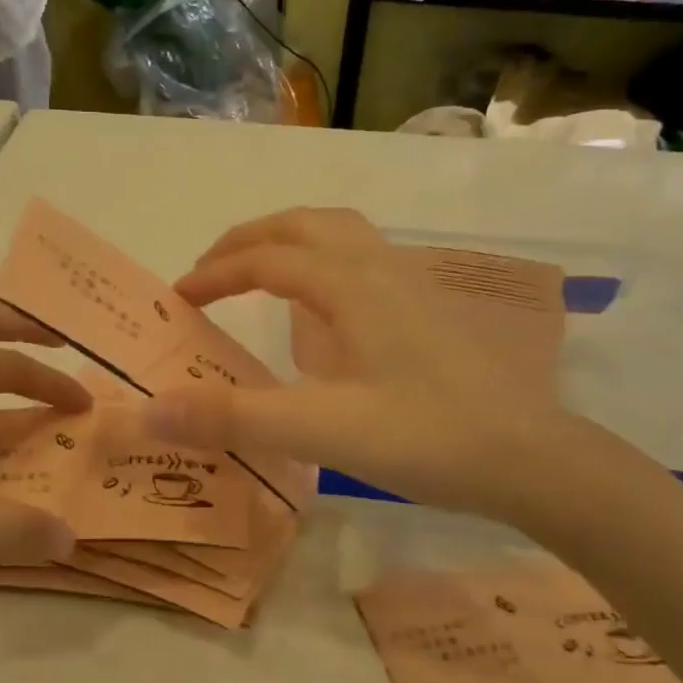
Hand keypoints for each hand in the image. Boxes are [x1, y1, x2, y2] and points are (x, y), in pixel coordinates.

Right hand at [144, 209, 575, 519]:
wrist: (531, 458)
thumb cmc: (426, 437)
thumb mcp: (320, 430)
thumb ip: (233, 417)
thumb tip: (151, 408)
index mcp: (351, 284)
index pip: (266, 258)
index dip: (216, 273)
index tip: (178, 299)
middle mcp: (381, 268)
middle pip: (305, 224)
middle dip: (249, 240)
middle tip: (211, 271)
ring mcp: (413, 285)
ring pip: (341, 235)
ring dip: (291, 242)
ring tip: (260, 274)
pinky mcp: (431, 310)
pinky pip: (365, 261)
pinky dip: (326, 263)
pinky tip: (326, 312)